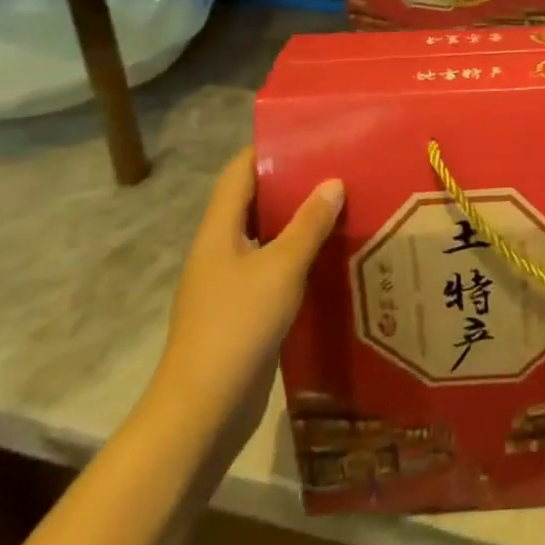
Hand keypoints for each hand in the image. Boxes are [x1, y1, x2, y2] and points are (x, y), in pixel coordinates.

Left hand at [150, 147, 343, 445]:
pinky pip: (271, 270)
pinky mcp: (241, 313)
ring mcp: (227, 285)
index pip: (238, 174)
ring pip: (265, 239)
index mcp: (218, 232)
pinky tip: (329, 259)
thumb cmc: (237, 326)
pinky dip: (297, 258)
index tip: (305, 134)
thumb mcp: (281, 267)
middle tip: (335, 168)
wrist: (203, 410)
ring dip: (296, 223)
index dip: (265, 149)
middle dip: (290, 184)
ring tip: (341, 206)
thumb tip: (332, 182)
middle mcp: (219, 251)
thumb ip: (308, 224)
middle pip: (252, 203)